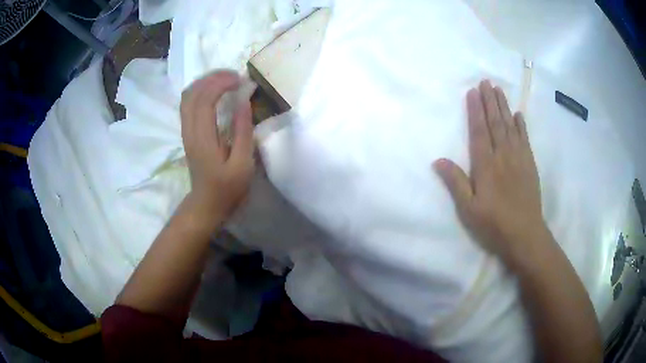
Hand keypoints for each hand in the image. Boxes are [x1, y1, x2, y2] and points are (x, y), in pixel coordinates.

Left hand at [180, 71, 254, 221]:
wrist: (206, 204)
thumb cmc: (227, 188)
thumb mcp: (243, 164)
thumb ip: (243, 132)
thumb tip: (244, 101)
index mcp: (203, 139)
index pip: (205, 100)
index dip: (221, 84)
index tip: (241, 80)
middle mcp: (189, 131)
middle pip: (193, 93)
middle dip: (213, 78)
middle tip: (235, 76)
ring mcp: (185, 131)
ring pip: (187, 96)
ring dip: (205, 82)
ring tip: (225, 79)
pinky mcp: (187, 132)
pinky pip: (187, 103)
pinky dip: (200, 90)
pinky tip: (213, 90)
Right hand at [434, 80, 544, 265]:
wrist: (525, 236)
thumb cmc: (494, 225)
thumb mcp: (469, 210)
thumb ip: (455, 183)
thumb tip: (438, 160)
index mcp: (486, 165)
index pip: (479, 131)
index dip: (475, 110)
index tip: (473, 92)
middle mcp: (503, 156)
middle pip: (496, 123)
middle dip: (490, 101)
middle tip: (486, 82)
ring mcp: (519, 159)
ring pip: (510, 127)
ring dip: (504, 107)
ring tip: (498, 90)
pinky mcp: (530, 165)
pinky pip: (525, 139)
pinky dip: (521, 125)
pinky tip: (518, 115)